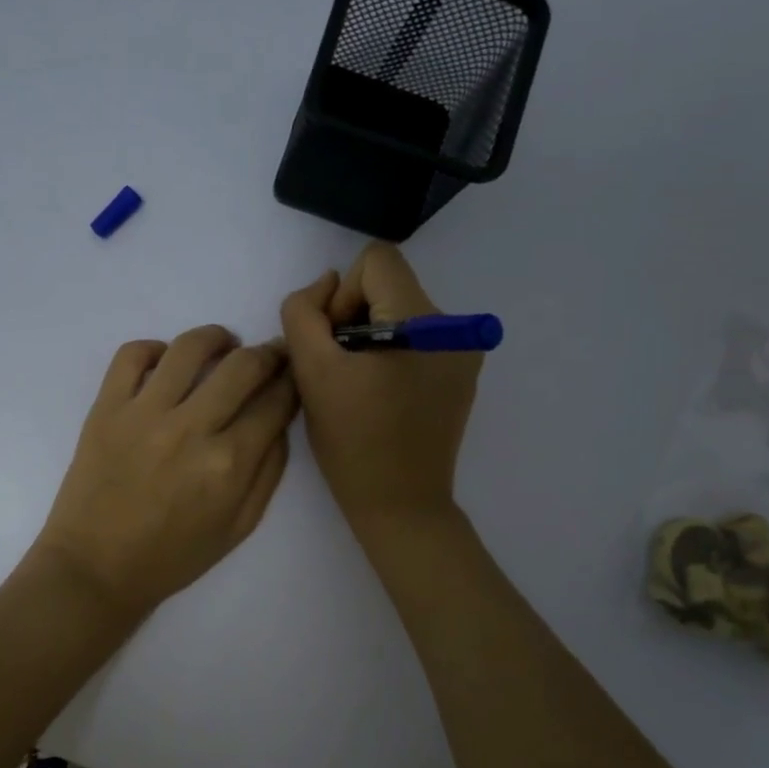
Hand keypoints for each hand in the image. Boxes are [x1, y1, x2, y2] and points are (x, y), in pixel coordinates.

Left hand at [31, 326, 298, 618]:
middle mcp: (190, 429)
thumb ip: (269, 472)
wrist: (96, 568)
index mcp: (229, 464)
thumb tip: (278, 421)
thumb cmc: (172, 557)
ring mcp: (143, 413)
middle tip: (269, 355)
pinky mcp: (106, 408)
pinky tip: (166, 362)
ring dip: (217, 338)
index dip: (293, 382)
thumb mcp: (239, 527)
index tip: (293, 375)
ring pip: (190, 348)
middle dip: (268, 354)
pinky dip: (155, 349)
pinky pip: (132, 355)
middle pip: (243, 366)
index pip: (276, 402)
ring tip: (223, 345)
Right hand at [279, 243, 482, 531]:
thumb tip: (324, 284)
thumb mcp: (312, 372)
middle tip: (340, 371)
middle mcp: (456, 328)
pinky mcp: (461, 376)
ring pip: (400, 314)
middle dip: (355, 319)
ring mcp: (464, 353)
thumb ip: (304, 313)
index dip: (342, 296)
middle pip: (389, 287)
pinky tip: (381, 397)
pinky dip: (391, 356)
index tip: (335, 344)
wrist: (400, 506)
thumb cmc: (353, 442)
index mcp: (426, 322)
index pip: (376, 261)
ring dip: (370, 338)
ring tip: (360, 387)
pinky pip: (416, 341)